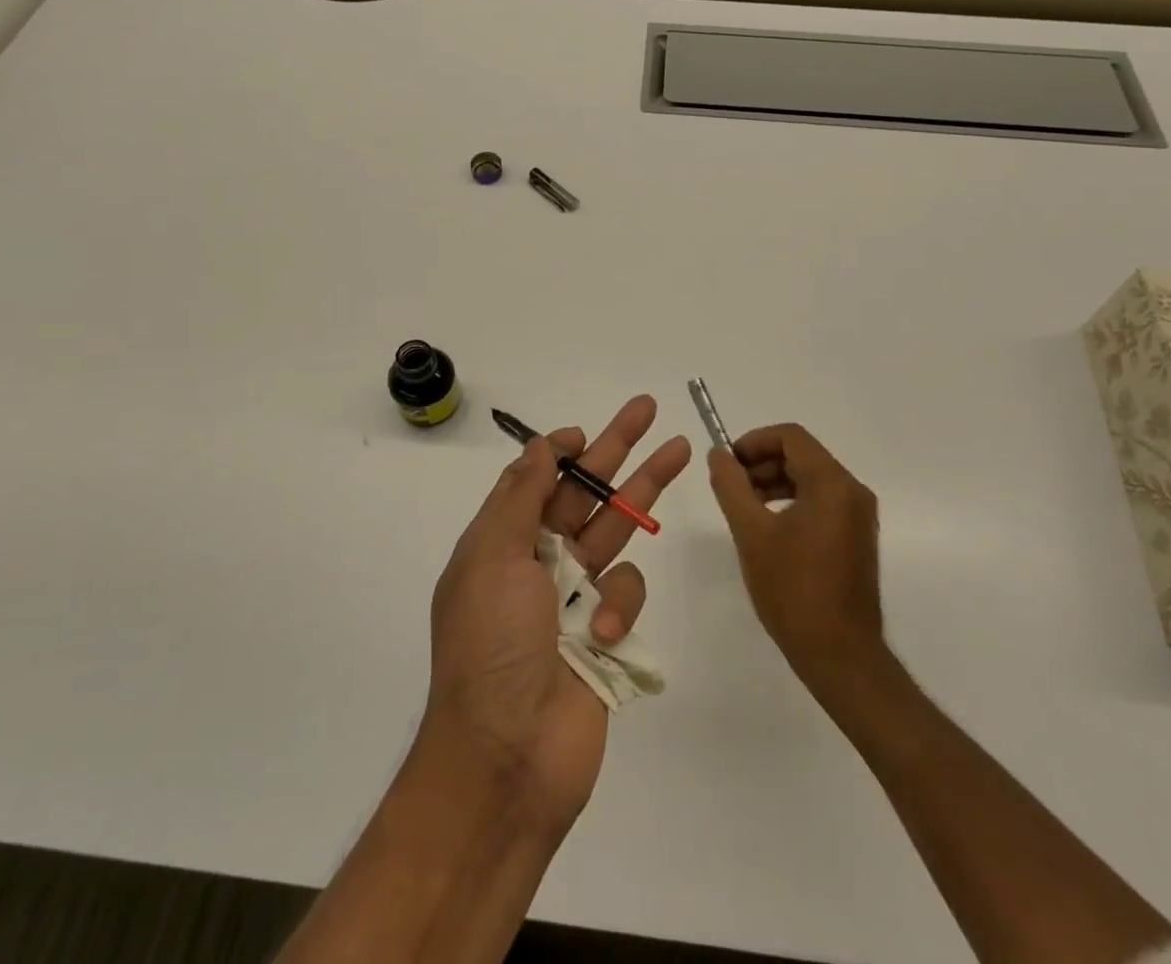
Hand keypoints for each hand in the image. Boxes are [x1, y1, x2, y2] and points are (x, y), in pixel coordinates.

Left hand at [424, 396, 689, 832]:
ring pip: (617, 531)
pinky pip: (626, 595)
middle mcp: (538, 562)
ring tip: (679, 453)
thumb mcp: (491, 558)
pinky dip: (619, 607)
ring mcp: (574, 597)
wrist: (507, 760)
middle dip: (618, 449)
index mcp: (502, 541)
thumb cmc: (490, 646)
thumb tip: (539, 447)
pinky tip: (602, 634)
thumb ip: (520, 498)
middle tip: (650, 410)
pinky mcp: (605, 633)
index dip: (562, 451)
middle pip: (586, 492)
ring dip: (643, 494)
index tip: (587, 431)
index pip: (536, 480)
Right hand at [709, 424, 886, 693]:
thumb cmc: (793, 591)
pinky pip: (820, 501)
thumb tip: (718, 453)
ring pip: (810, 478)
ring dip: (773, 482)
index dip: (753, 441)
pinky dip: (790, 501)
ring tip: (742, 506)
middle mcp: (852, 492)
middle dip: (761, 463)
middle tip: (729, 486)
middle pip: (801, 455)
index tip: (726, 463)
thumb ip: (731, 486)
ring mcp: (858, 516)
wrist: (841, 657)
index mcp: (833, 484)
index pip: (790, 437)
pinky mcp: (856, 537)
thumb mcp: (751, 533)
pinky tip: (767, 527)